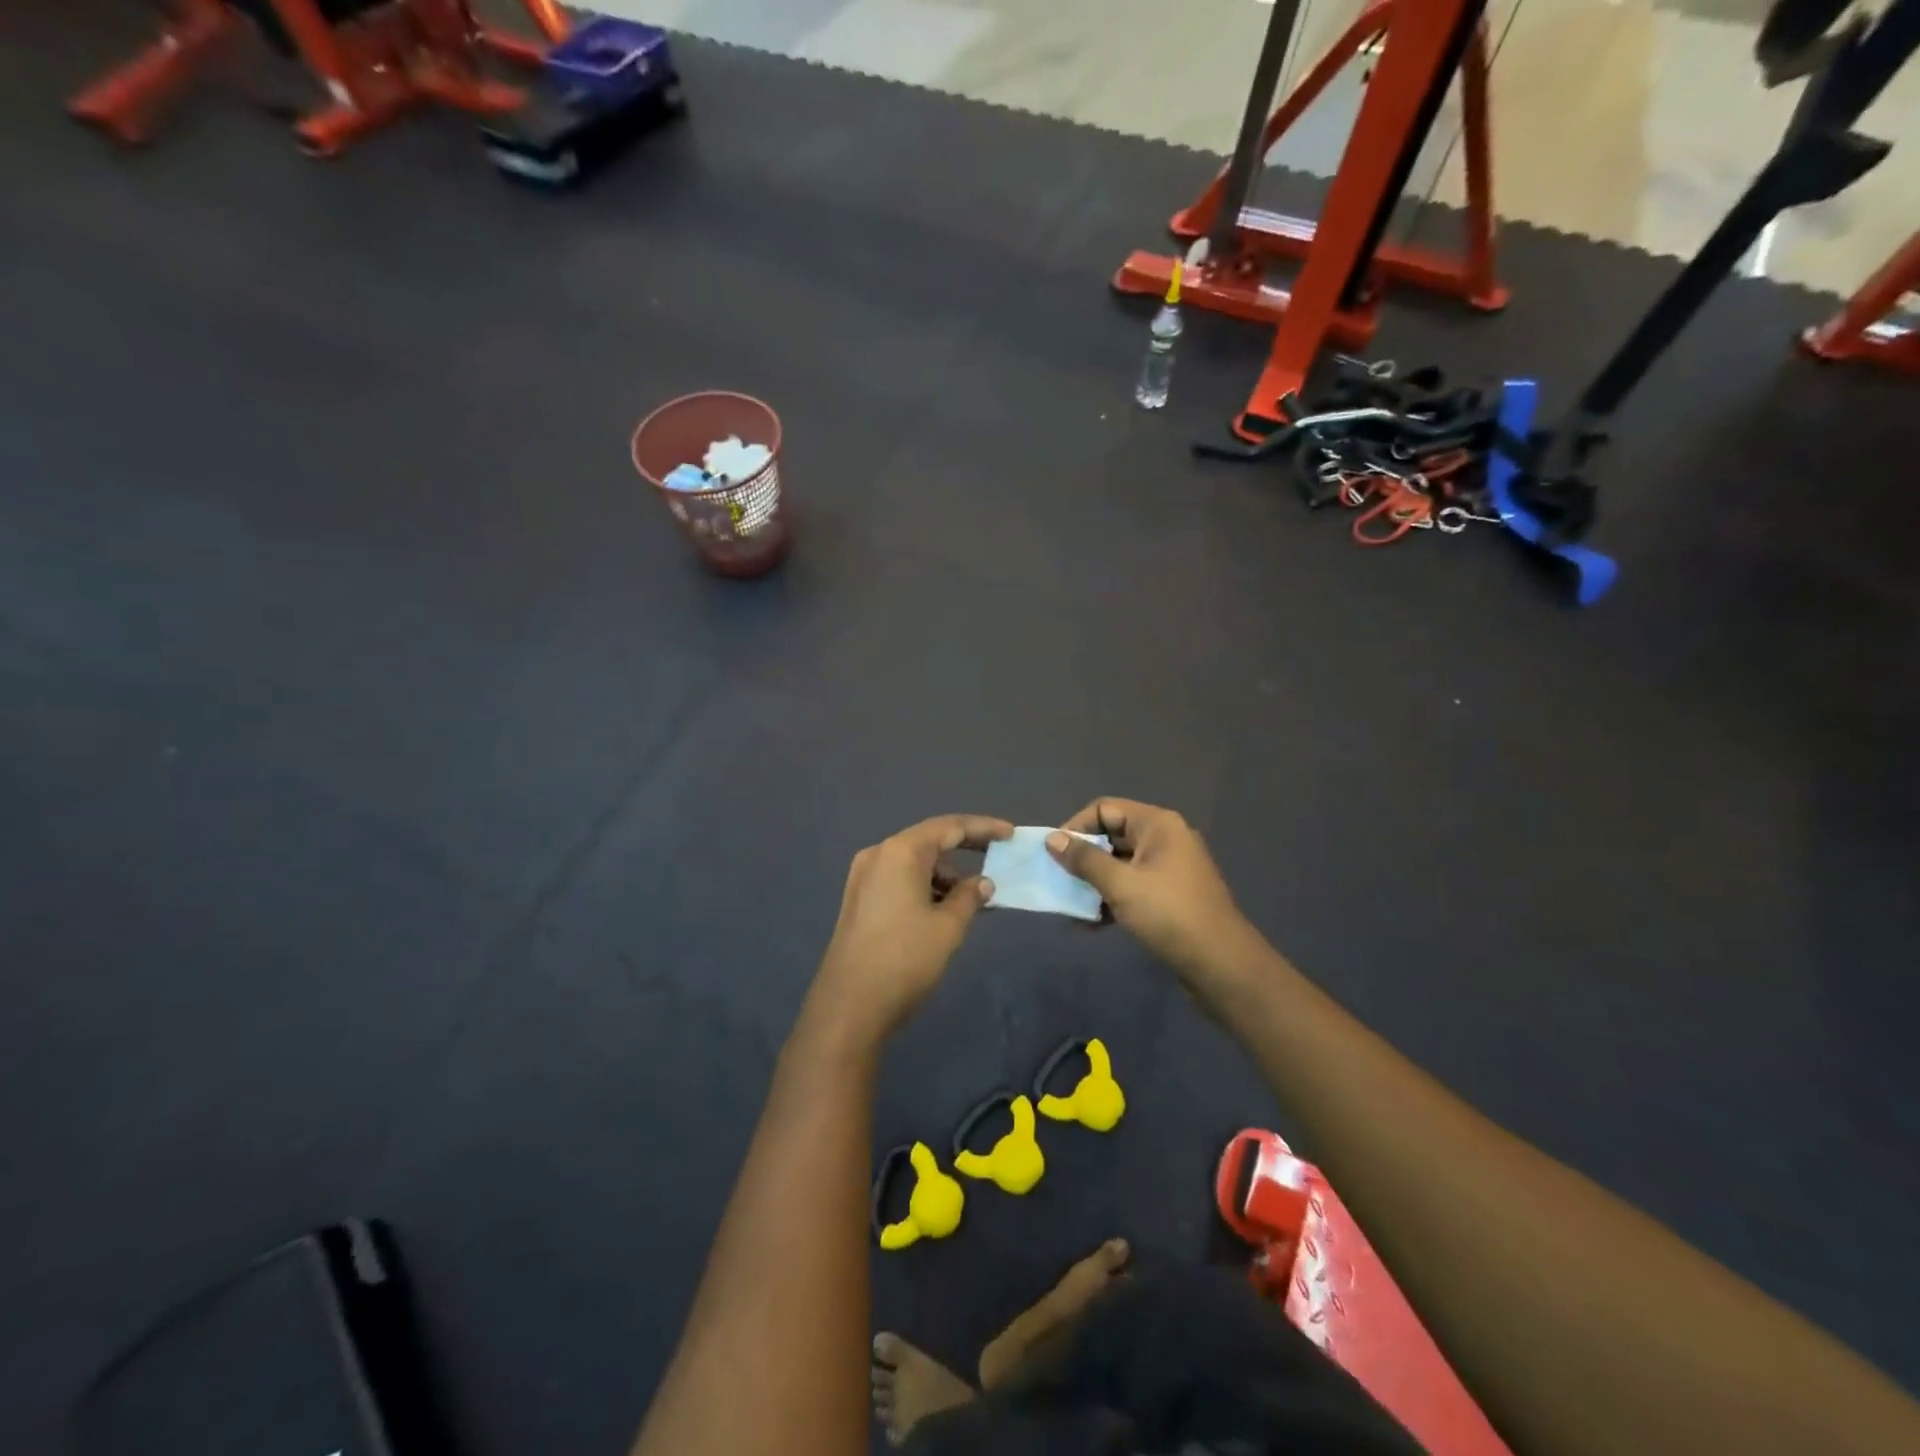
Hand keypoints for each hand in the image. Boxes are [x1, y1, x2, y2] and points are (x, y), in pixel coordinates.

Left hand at [806, 814, 1013, 1045]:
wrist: (849, 1006)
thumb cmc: (904, 959)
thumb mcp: (948, 927)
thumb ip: (970, 897)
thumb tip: (982, 883)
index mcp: (900, 852)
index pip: (949, 827)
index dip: (983, 828)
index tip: (1010, 834)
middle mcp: (878, 855)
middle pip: (929, 841)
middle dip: (965, 849)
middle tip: (998, 856)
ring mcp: (864, 877)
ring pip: (914, 863)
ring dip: (945, 875)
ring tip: (973, 899)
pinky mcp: (859, 899)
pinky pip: (900, 880)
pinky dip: (925, 887)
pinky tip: (944, 910)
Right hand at [1046, 799, 1260, 981]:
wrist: (1221, 964)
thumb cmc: (1168, 914)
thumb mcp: (1120, 885)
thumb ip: (1084, 860)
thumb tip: (1052, 839)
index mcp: (1158, 825)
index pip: (1105, 809)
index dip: (1076, 827)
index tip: (1054, 853)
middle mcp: (1165, 839)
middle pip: (1112, 836)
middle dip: (1083, 857)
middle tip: (1059, 879)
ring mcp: (1170, 868)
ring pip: (1120, 864)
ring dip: (1094, 882)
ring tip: (1070, 905)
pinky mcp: (1171, 895)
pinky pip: (1133, 886)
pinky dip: (1111, 899)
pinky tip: (1090, 923)